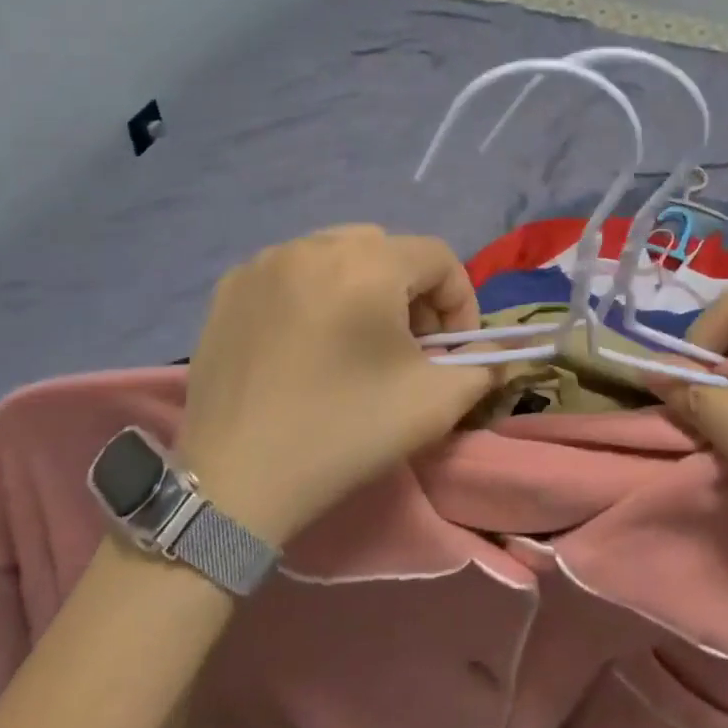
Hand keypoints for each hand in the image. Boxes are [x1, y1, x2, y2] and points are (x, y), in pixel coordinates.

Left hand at [176, 226, 495, 544]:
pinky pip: (291, 271)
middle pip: (388, 249)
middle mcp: (314, 245)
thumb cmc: (345, 434)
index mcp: (368, 263)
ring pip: (337, 254)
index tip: (451, 351)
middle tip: (407, 346)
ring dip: (362, 287)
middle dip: (411, 292)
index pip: (439, 257)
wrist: (234, 483)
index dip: (459, 302)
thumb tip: (497, 356)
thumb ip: (481, 368)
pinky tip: (304, 343)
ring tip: (355, 341)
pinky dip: (312, 293)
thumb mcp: (434, 404)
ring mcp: (265, 262)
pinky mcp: (230, 287)